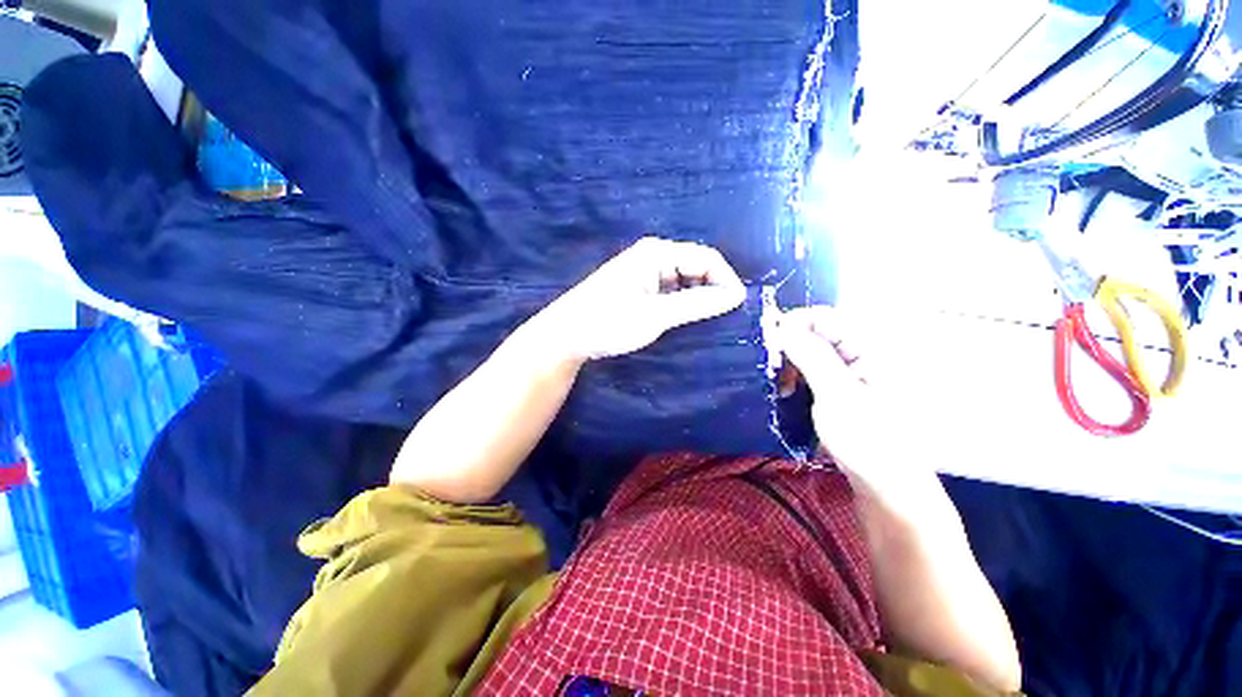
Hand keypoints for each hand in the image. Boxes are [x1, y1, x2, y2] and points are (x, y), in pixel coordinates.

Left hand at [534, 237, 746, 360]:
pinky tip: (688, 319)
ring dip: (699, 298)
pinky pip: (672, 291)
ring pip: (685, 281)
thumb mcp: (656, 315)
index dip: (726, 279)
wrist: (567, 335)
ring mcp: (646, 273)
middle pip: (697, 267)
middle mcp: (654, 256)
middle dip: (714, 289)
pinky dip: (684, 303)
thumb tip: (736, 296)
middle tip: (727, 317)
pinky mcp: (640, 288)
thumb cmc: (609, 321)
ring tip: (710, 320)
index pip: (706, 258)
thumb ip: (696, 304)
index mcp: (657, 253)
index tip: (739, 306)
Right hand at [774, 306, 922, 489]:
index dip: (794, 323)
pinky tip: (786, 392)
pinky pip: (808, 371)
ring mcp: (846, 373)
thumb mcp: (838, 396)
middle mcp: (857, 355)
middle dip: (787, 346)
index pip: (824, 318)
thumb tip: (784, 326)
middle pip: (813, 333)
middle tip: (772, 369)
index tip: (769, 341)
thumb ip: (812, 356)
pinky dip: (793, 377)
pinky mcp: (836, 389)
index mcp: (868, 349)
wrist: (885, 486)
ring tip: (780, 386)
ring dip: (788, 364)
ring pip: (806, 353)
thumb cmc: (869, 441)